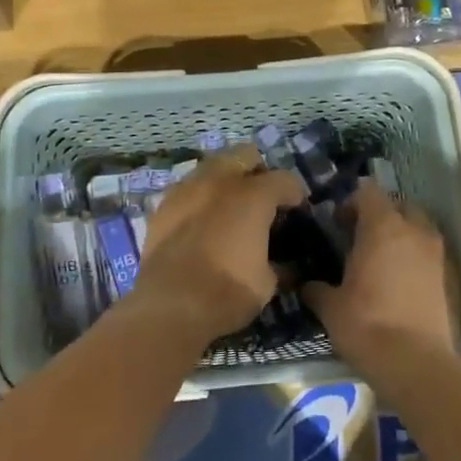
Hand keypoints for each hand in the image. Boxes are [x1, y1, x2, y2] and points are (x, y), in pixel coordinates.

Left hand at [129, 148, 306, 342]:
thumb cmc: (227, 292)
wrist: (170, 305)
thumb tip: (283, 264)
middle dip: (258, 171)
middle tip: (262, 197)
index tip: (297, 208)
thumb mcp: (267, 282)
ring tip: (229, 205)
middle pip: (244, 155)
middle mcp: (219, 182)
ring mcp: (187, 189)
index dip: (295, 193)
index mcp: (252, 196)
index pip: (284, 179)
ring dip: (225, 179)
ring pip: (212, 166)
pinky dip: (199, 197)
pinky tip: (201, 219)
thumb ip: (277, 262)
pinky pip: (187, 188)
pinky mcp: (163, 206)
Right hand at [305, 182, 458, 376]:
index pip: (367, 192)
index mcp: (382, 227)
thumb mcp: (330, 307)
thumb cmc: (367, 325)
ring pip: (417, 227)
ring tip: (378, 259)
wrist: (416, 364)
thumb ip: (317, 288)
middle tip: (358, 237)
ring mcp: (434, 253)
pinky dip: (412, 257)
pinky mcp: (447, 277)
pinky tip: (395, 280)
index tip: (336, 222)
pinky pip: (427, 253)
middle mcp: (413, 231)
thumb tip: (307, 285)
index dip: (350, 202)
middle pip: (397, 205)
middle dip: (379, 214)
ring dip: (399, 234)